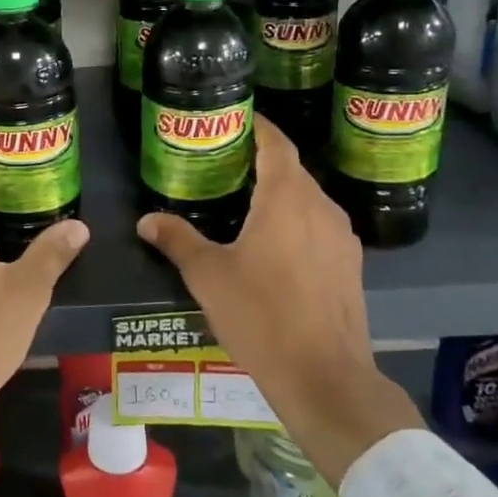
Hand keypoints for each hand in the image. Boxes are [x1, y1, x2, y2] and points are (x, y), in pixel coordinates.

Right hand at [136, 115, 420, 481]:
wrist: (325, 377)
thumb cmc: (261, 315)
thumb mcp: (208, 276)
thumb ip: (178, 240)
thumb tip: (146, 220)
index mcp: (287, 198)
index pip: (277, 144)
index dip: (259, 127)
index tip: (237, 118)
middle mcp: (321, 208)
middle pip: (292, 170)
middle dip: (263, 161)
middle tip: (227, 163)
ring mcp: (342, 238)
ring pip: (309, 200)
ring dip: (281, 194)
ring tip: (246, 202)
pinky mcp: (351, 266)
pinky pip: (320, 227)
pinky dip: (297, 221)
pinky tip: (275, 245)